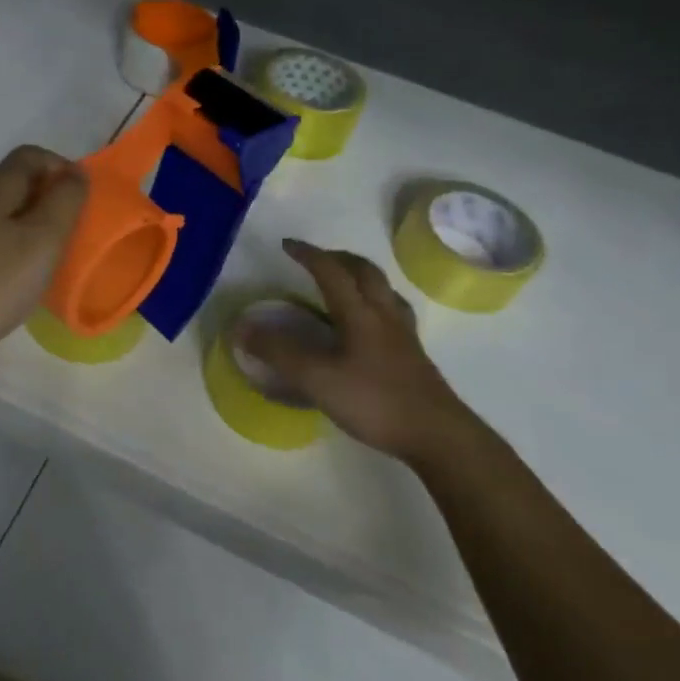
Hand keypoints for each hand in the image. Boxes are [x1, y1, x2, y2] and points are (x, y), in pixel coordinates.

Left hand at [0, 145, 87, 378]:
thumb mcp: (42, 238)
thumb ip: (65, 200)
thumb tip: (76, 172)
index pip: (31, 155)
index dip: (61, 167)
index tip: (83, 200)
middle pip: (21, 184)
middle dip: (55, 200)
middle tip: (77, 232)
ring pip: (12, 216)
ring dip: (41, 228)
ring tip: (59, 258)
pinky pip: (2, 243)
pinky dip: (24, 252)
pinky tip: (31, 280)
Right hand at [240, 238, 482, 464]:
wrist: (438, 435)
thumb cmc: (375, 401)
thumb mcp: (317, 379)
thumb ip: (279, 353)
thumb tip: (242, 329)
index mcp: (359, 313)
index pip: (331, 271)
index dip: (308, 254)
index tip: (287, 245)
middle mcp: (384, 314)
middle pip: (365, 271)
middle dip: (339, 258)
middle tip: (317, 259)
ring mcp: (403, 335)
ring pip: (384, 290)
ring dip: (361, 277)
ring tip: (344, 284)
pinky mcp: (414, 355)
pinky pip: (393, 312)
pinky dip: (375, 303)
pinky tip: (370, 324)